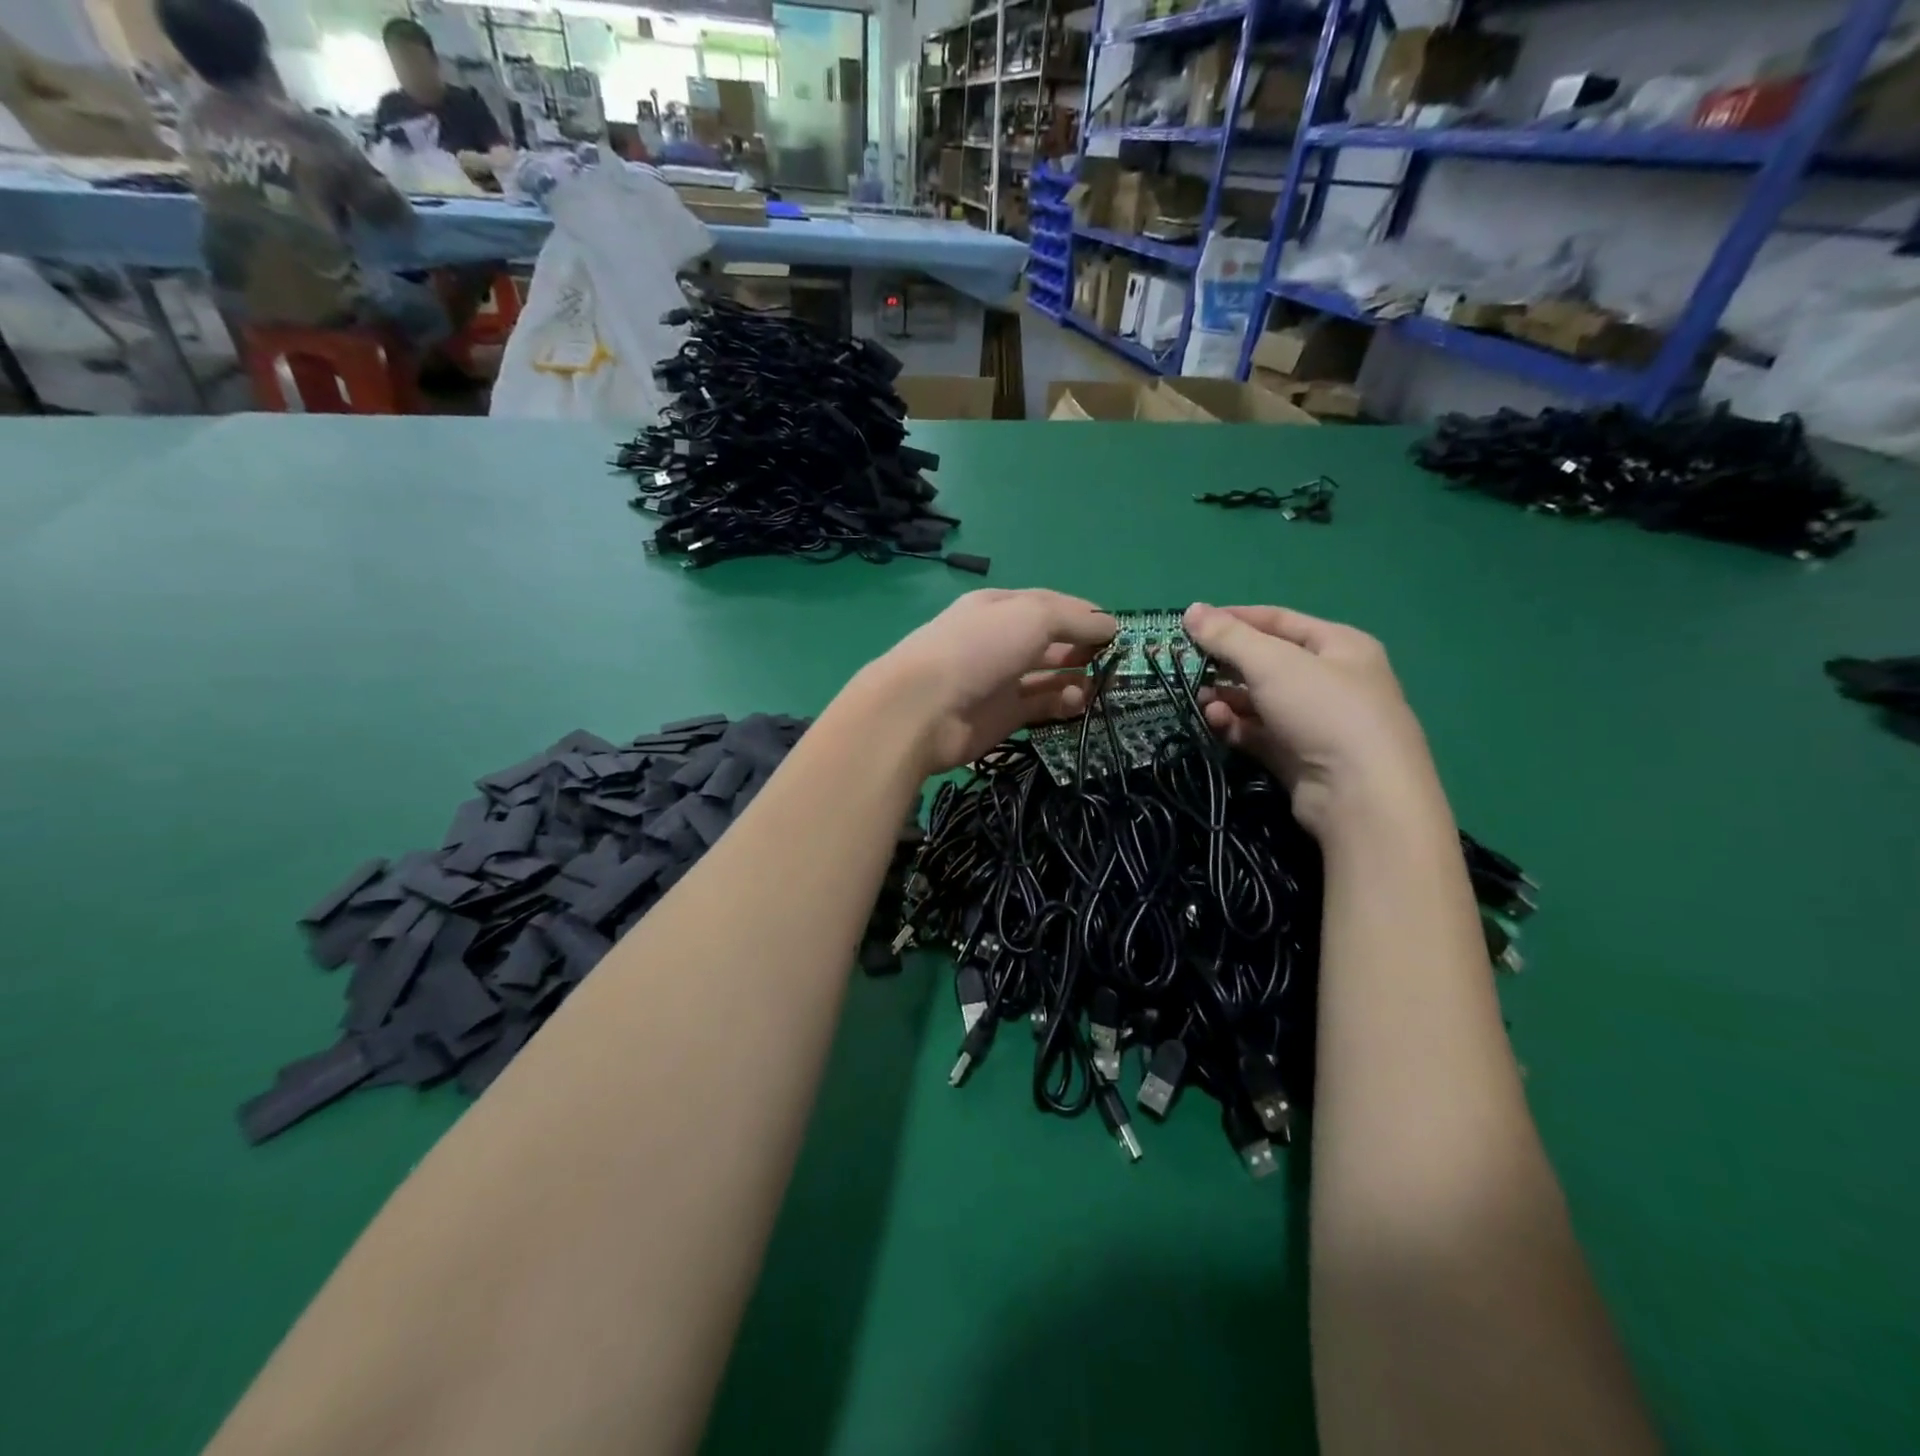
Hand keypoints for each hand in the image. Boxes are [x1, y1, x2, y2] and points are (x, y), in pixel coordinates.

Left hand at [858, 590, 1116, 774]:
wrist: (922, 708)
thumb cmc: (979, 648)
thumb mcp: (1032, 616)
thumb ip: (1075, 619)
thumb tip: (1110, 626)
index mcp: (1000, 608)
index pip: (1050, 605)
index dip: (1084, 615)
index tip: (1117, 629)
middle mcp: (1000, 642)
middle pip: (1052, 643)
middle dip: (1084, 649)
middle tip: (1115, 662)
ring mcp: (1000, 681)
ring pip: (1050, 677)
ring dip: (1078, 678)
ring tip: (1102, 684)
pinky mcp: (1002, 717)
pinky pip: (1042, 707)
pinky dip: (1063, 704)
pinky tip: (1078, 703)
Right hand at [1182, 603, 1438, 839]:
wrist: (1360, 794)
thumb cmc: (1323, 710)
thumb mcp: (1273, 663)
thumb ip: (1229, 637)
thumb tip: (1191, 610)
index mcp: (1340, 646)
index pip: (1279, 620)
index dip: (1235, 618)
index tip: (1194, 623)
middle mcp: (1331, 680)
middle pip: (1268, 662)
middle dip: (1227, 663)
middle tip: (1188, 664)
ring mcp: (1316, 722)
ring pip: (1261, 701)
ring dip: (1227, 697)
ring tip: (1198, 698)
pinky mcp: (1299, 757)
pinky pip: (1260, 733)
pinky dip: (1236, 726)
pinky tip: (1214, 723)